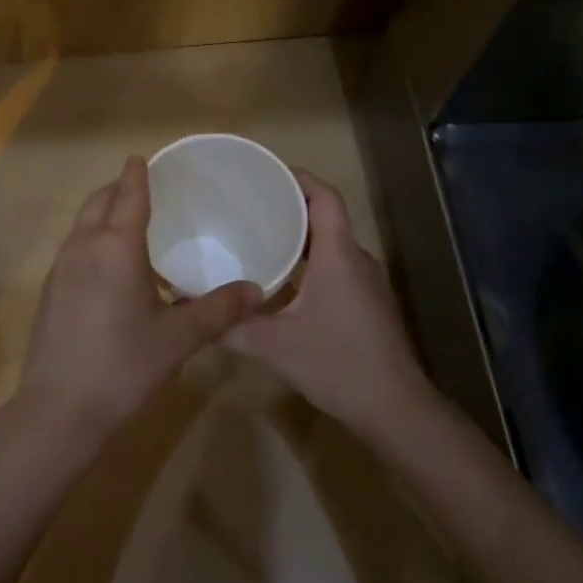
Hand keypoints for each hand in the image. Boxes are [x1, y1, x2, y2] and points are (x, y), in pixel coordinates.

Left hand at [15, 156, 261, 446]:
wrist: (59, 408)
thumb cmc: (123, 365)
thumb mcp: (179, 338)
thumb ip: (218, 310)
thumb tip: (256, 290)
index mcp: (116, 247)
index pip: (129, 195)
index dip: (137, 174)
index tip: (142, 157)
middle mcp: (84, 247)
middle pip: (99, 202)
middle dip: (118, 189)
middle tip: (142, 189)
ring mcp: (60, 268)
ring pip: (82, 224)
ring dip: (102, 213)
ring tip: (128, 223)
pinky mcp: (49, 290)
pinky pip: (73, 248)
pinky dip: (91, 239)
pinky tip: (108, 267)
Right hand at [225, 171, 429, 437]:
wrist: (394, 408)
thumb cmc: (337, 364)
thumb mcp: (274, 346)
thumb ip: (231, 326)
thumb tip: (188, 311)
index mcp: (338, 255)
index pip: (325, 197)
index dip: (298, 178)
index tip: (265, 174)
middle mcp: (356, 260)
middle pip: (326, 216)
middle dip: (290, 205)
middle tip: (249, 206)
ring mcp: (366, 282)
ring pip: (331, 243)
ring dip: (300, 236)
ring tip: (259, 237)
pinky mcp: (367, 303)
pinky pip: (336, 266)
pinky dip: (310, 261)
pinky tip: (282, 281)